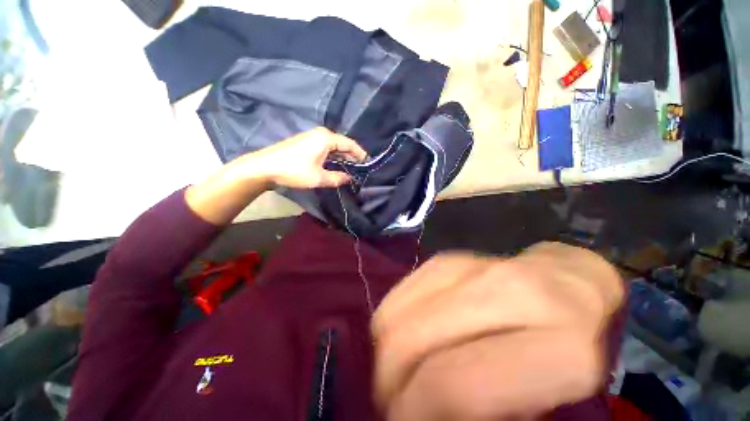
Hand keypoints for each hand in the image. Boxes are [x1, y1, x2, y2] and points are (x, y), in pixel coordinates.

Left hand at [249, 127, 367, 188]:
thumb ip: (338, 178)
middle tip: (361, 170)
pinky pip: (326, 148)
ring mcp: (313, 137)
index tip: (368, 164)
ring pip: (334, 147)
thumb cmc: (294, 171)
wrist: (265, 167)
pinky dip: (333, 157)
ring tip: (352, 170)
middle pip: (343, 145)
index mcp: (327, 138)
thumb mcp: (319, 178)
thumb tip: (350, 179)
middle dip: (352, 157)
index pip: (350, 144)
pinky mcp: (307, 143)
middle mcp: (321, 134)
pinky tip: (337, 166)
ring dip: (343, 158)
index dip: (361, 154)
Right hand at [372, 242, 623, 419]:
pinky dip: (393, 321)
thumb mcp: (549, 398)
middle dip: (389, 378)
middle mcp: (505, 294)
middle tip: (392, 399)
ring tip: (398, 370)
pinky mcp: (445, 258)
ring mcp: (468, 267)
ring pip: (396, 313)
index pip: (453, 384)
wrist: (566, 279)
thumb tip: (424, 411)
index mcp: (554, 347)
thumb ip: (485, 408)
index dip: (412, 409)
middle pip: (412, 339)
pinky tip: (407, 336)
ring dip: (385, 349)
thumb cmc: (567, 346)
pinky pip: (400, 293)